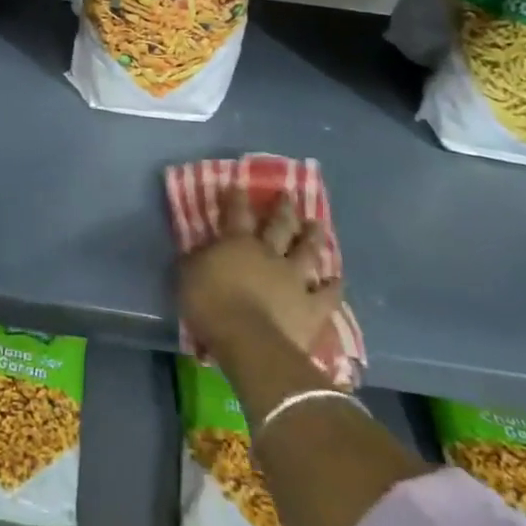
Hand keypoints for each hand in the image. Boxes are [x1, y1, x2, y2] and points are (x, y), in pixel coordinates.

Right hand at [178, 190, 342, 359]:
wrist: (248, 340)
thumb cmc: (210, 304)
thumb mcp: (187, 276)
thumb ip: (195, 260)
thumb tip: (198, 249)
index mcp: (238, 243)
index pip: (237, 213)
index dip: (237, 198)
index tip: (239, 185)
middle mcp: (269, 253)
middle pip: (279, 225)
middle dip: (283, 209)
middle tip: (288, 195)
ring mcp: (294, 279)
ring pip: (307, 252)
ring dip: (313, 237)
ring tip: (317, 224)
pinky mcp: (311, 307)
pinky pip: (327, 295)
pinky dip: (334, 286)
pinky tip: (337, 279)